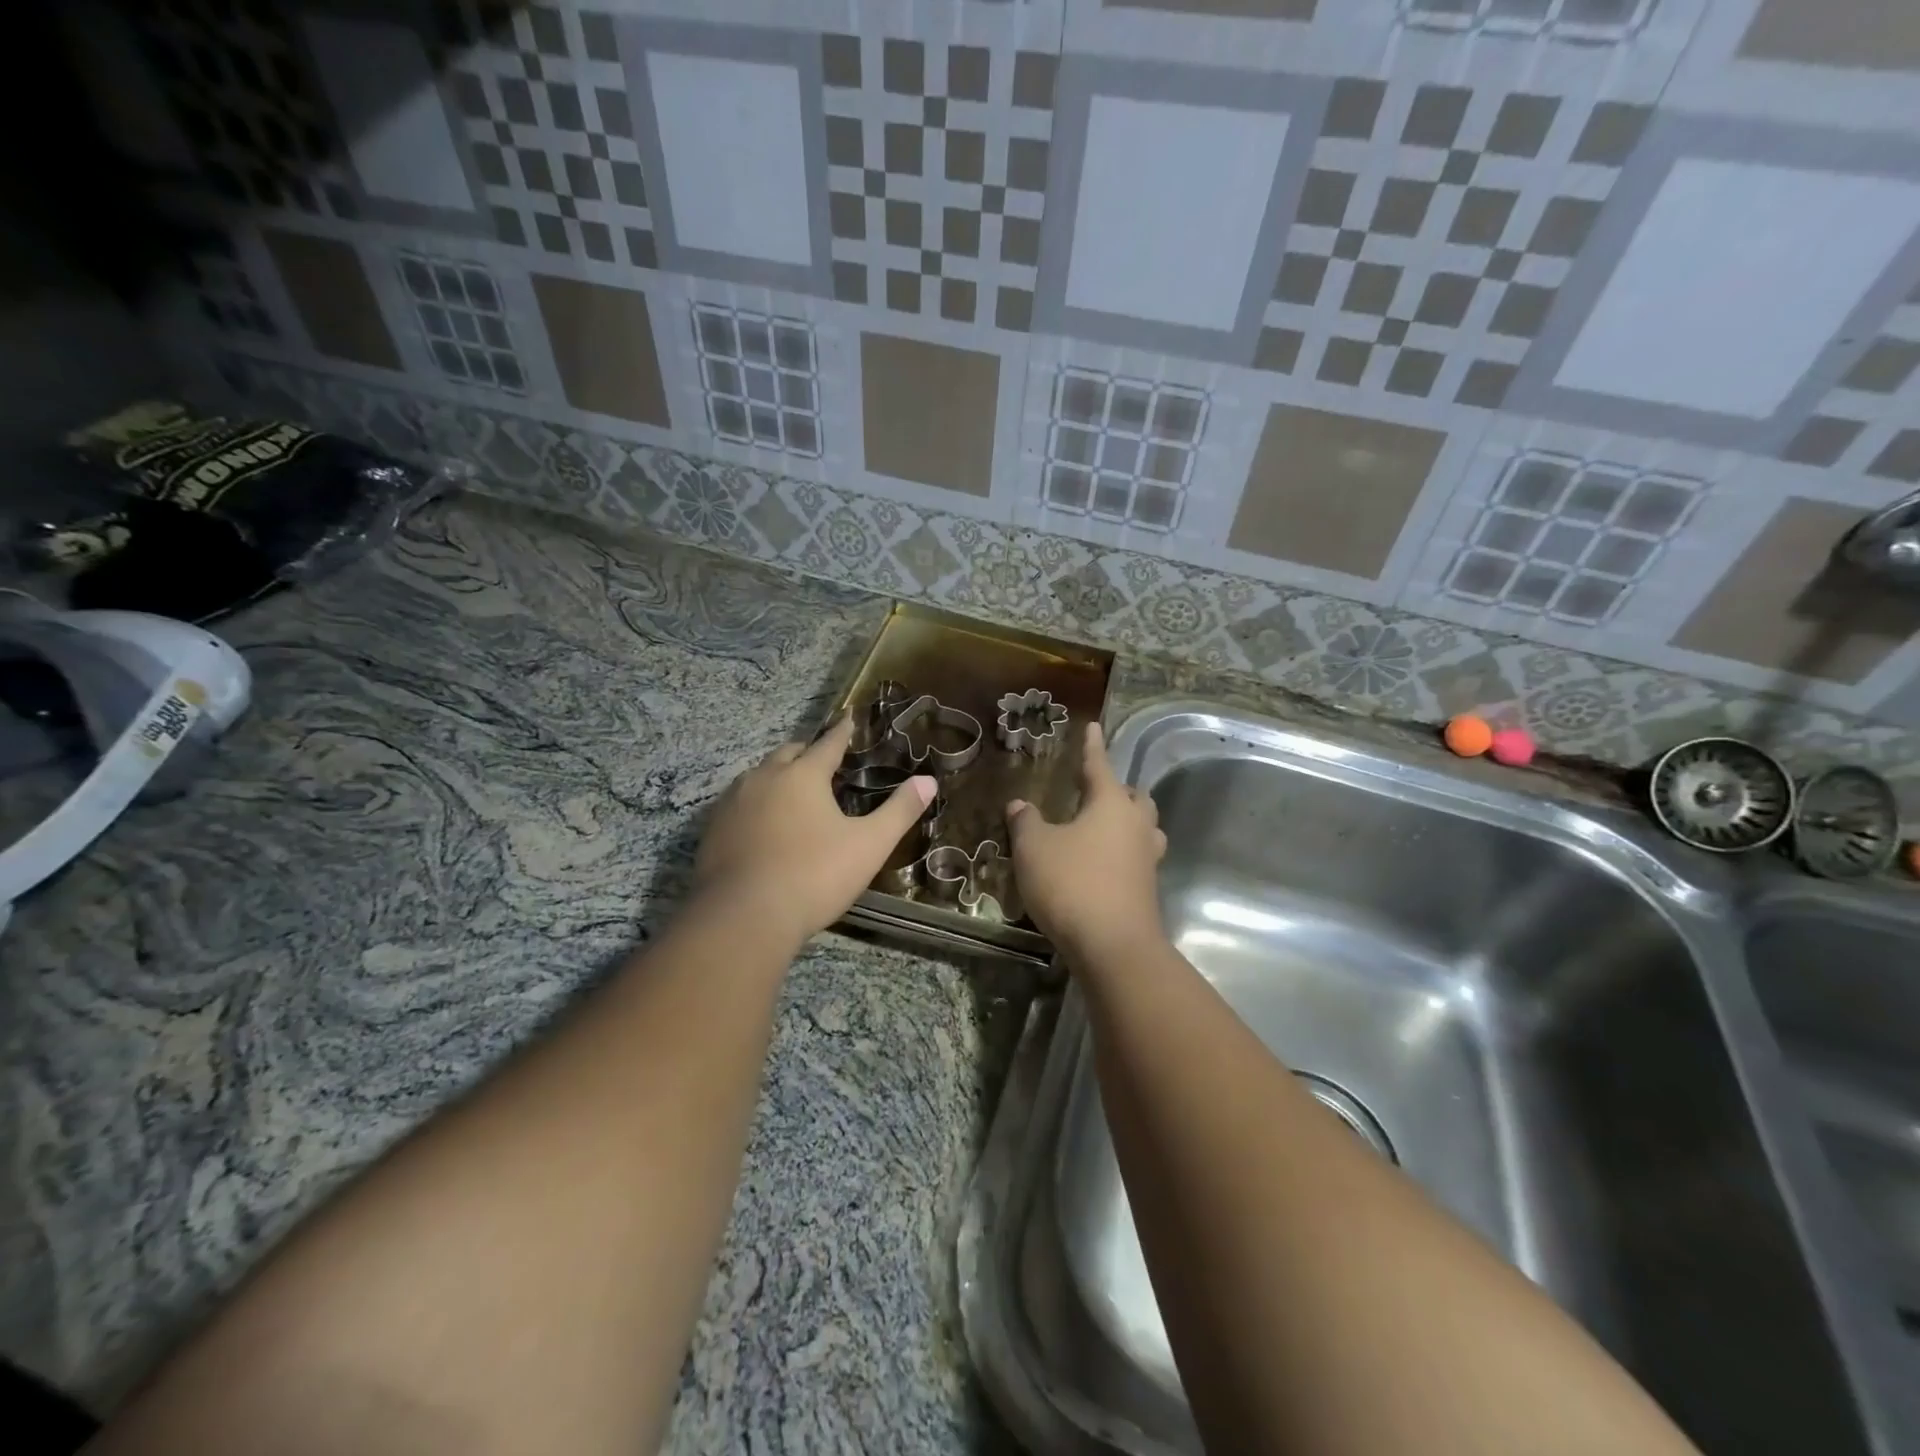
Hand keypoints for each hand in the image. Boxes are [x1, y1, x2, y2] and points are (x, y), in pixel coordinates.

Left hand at [694, 715, 934, 943]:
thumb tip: (928, 780)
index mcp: (803, 776)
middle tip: (822, 760)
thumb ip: (900, 811)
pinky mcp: (712, 830)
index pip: (828, 744)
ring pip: (758, 776)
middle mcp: (764, 779)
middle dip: (807, 752)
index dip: (842, 732)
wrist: (744, 916)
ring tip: (792, 790)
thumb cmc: (814, 875)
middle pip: (788, 754)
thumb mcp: (869, 845)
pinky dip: (755, 804)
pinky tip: (761, 824)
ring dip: (777, 776)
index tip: (848, 719)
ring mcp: (733, 804)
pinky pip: (737, 804)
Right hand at [1005, 721, 1166, 964]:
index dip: (1092, 746)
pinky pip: (1137, 857)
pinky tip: (1103, 863)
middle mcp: (1135, 825)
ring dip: (1127, 821)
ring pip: (1143, 827)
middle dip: (1116, 789)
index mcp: (1110, 804)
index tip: (1093, 726)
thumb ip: (1025, 822)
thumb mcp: (1034, 848)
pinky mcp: (1148, 888)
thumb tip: (1020, 804)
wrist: (1113, 946)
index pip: (1099, 765)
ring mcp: (1147, 858)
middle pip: (1134, 797)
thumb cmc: (1071, 884)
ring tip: (1104, 826)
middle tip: (1095, 789)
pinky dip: (1123, 852)